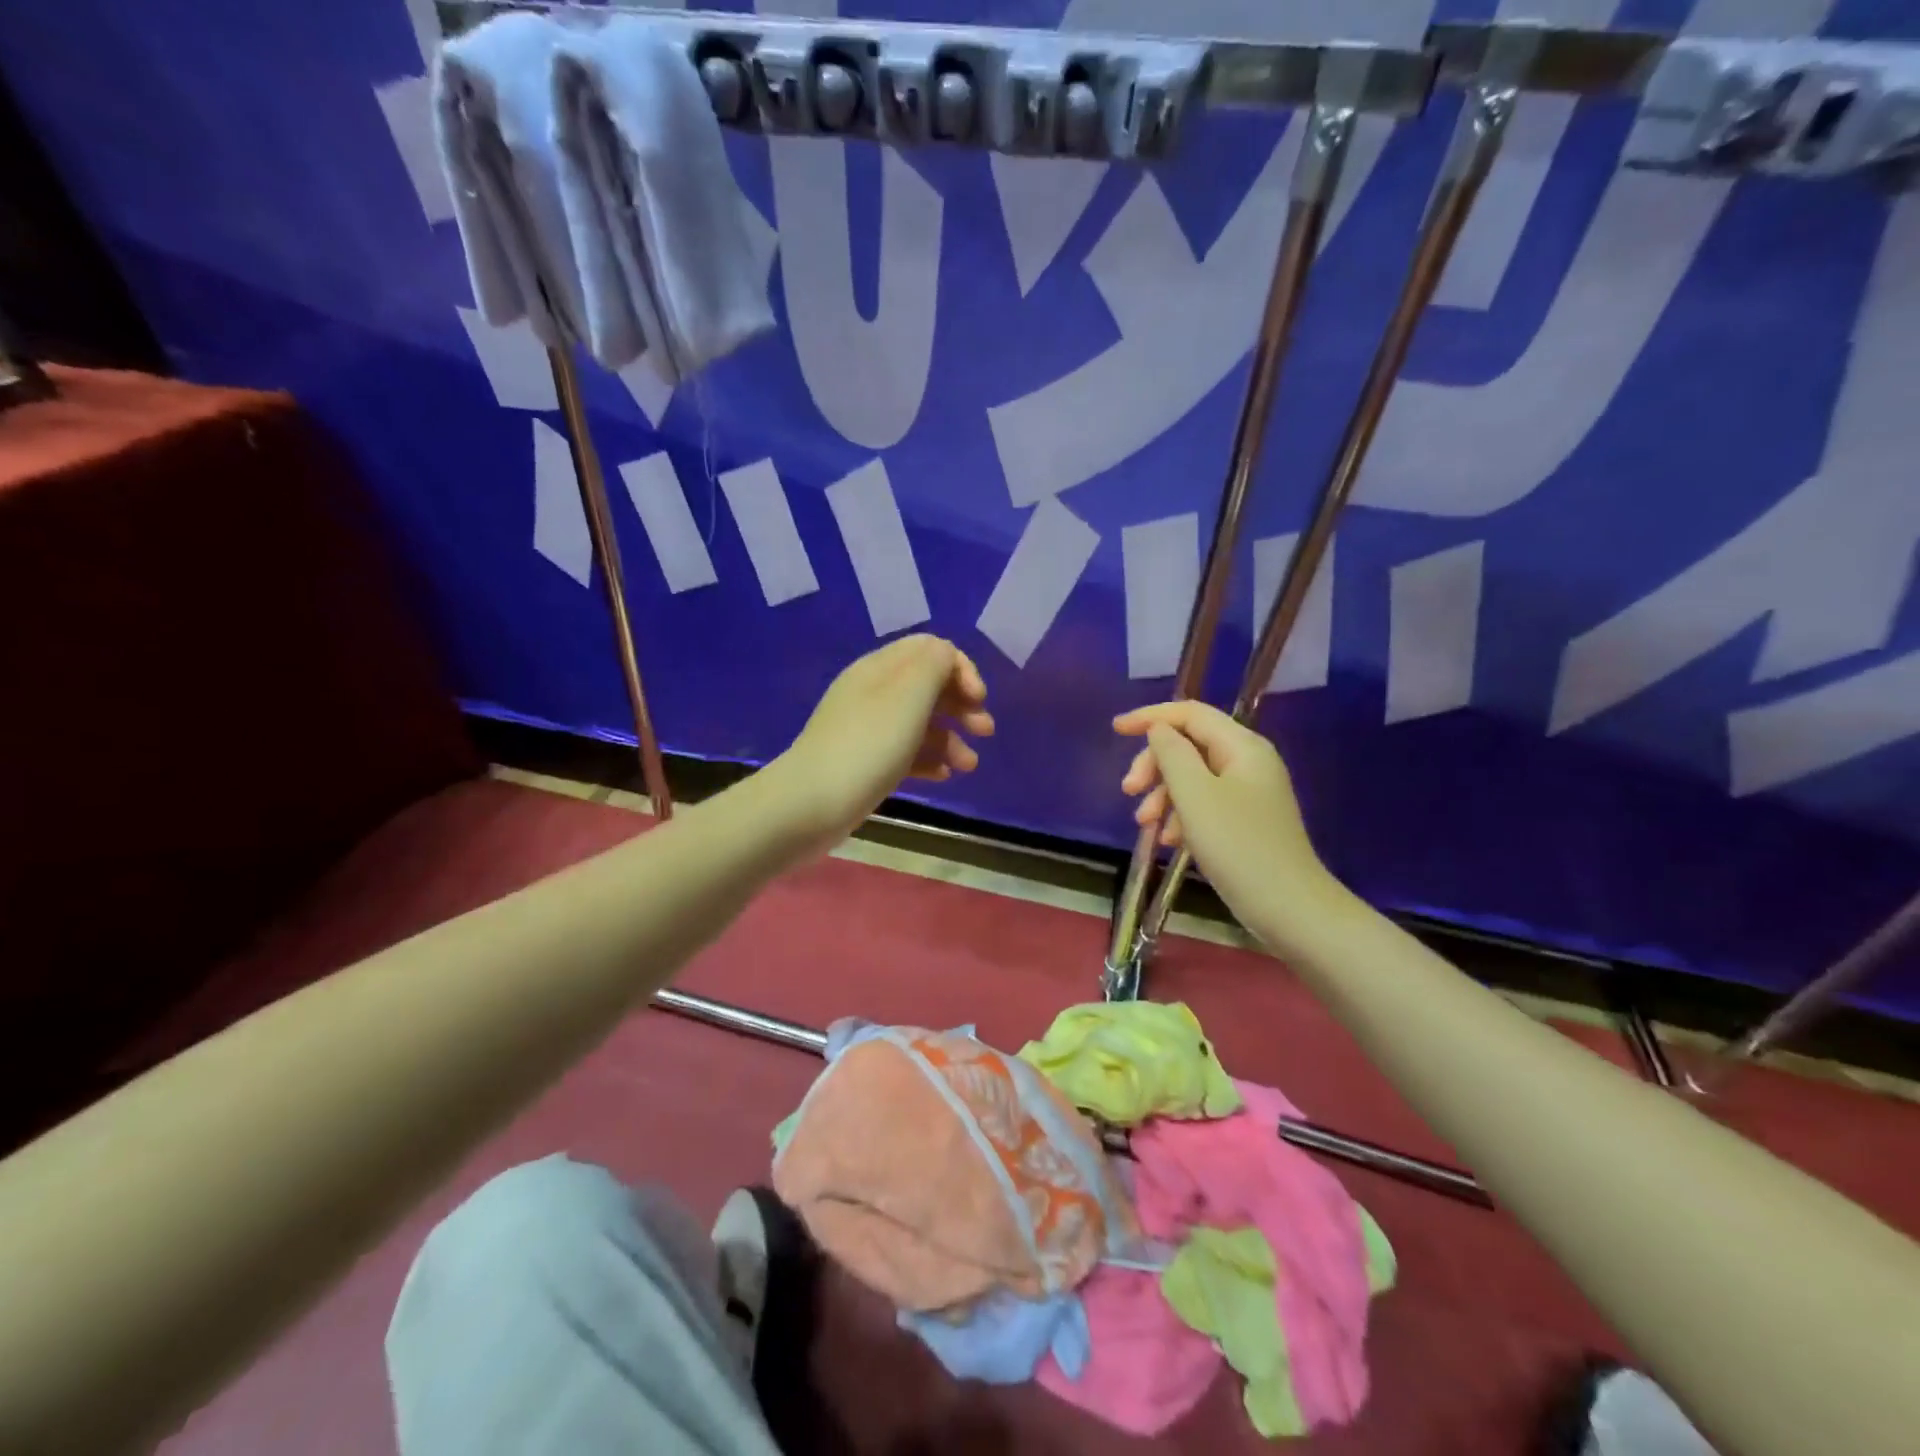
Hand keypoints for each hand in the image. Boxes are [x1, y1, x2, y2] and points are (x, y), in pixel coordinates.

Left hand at [776, 635, 993, 846]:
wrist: (812, 803)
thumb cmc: (868, 745)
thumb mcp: (908, 696)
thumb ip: (934, 665)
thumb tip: (947, 656)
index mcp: (880, 668)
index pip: (930, 649)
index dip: (961, 668)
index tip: (978, 698)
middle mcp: (873, 692)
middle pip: (927, 685)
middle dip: (961, 704)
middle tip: (984, 730)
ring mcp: (868, 729)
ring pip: (920, 722)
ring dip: (950, 738)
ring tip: (969, 766)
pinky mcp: (866, 762)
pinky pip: (905, 752)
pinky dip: (929, 760)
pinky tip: (944, 777)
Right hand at [1114, 701, 1336, 945]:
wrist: (1289, 908)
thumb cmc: (1238, 846)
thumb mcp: (1195, 795)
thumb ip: (1172, 754)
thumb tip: (1158, 730)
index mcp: (1241, 746)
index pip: (1190, 714)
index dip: (1150, 717)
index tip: (1115, 731)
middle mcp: (1248, 761)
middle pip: (1188, 745)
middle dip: (1154, 765)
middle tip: (1128, 791)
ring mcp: (1248, 792)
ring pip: (1192, 777)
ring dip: (1163, 794)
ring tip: (1143, 824)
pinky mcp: (1244, 820)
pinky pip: (1203, 803)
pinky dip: (1181, 815)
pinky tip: (1168, 841)